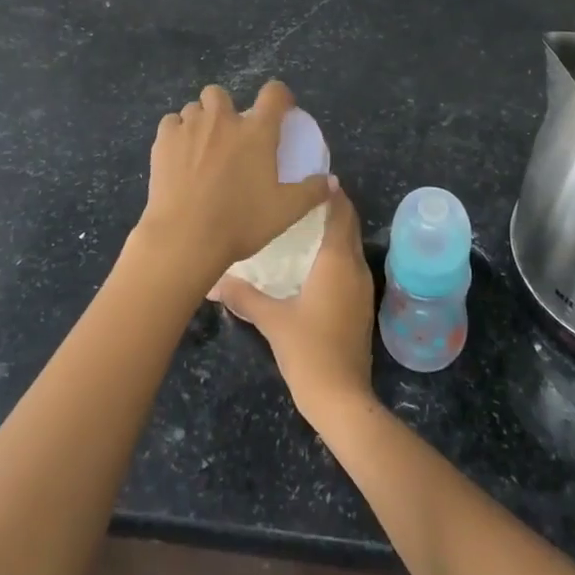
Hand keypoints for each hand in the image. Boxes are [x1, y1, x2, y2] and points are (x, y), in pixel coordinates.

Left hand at [138, 81, 334, 282]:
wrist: (185, 238)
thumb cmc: (240, 222)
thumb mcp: (285, 212)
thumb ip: (312, 192)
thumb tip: (333, 181)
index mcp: (257, 131)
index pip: (274, 94)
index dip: (280, 95)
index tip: (282, 108)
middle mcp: (223, 120)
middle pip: (221, 93)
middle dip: (225, 107)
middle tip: (230, 134)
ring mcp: (190, 127)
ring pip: (194, 107)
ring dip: (200, 120)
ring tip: (201, 146)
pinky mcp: (163, 140)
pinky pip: (171, 123)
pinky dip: (176, 132)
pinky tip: (178, 153)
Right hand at [211, 183, 375, 423]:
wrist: (341, 398)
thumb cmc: (308, 350)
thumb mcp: (271, 319)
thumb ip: (243, 296)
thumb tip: (212, 280)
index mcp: (337, 260)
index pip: (340, 211)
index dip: (329, 191)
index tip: (309, 176)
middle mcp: (355, 267)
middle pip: (348, 225)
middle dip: (330, 207)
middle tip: (298, 195)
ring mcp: (362, 288)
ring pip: (349, 245)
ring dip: (333, 230)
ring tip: (300, 221)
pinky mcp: (360, 306)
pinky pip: (349, 265)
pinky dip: (335, 252)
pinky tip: (311, 260)